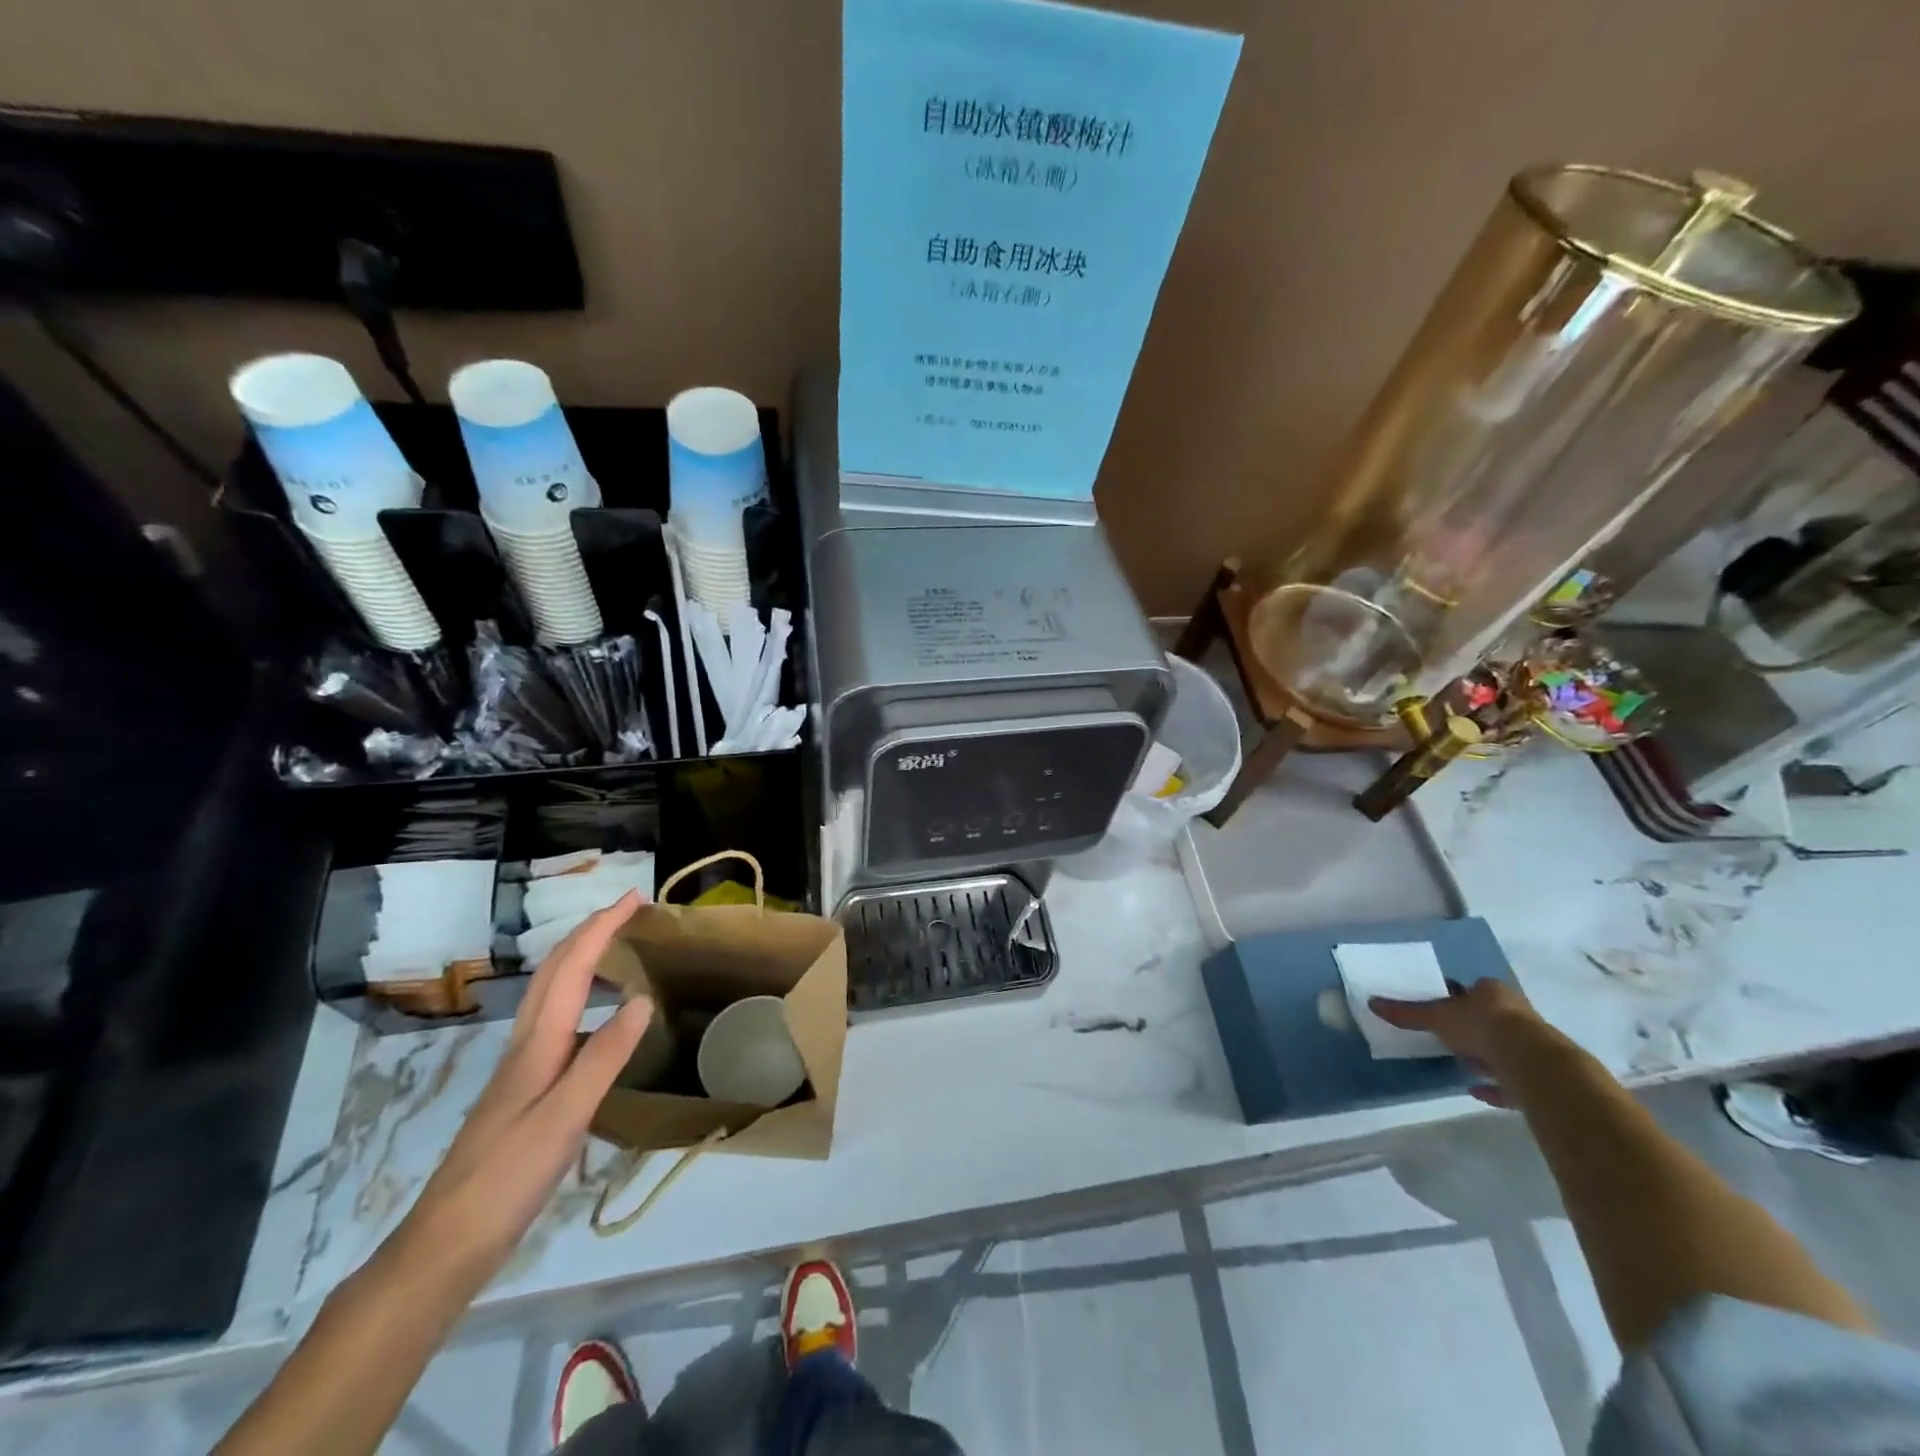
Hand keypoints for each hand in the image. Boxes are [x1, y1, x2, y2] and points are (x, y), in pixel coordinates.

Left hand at [390, 892, 652, 1283]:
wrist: (446, 1244)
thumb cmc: (507, 1177)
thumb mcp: (565, 1117)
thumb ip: (604, 1056)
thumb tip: (641, 998)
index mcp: (537, 1044)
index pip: (571, 968)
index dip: (601, 928)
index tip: (634, 899)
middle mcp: (526, 1045)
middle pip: (553, 972)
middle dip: (589, 932)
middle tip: (627, 912)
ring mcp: (522, 1068)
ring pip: (550, 994)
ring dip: (581, 959)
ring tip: (616, 950)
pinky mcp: (524, 1090)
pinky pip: (555, 1021)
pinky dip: (579, 998)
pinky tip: (597, 1019)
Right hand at [1369, 978, 1544, 1106]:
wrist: (1531, 1061)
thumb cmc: (1481, 1025)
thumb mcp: (1437, 1016)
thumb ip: (1406, 1013)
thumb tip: (1372, 1002)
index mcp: (1493, 992)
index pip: (1473, 989)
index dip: (1458, 998)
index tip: (1442, 1010)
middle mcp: (1517, 1013)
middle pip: (1491, 1018)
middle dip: (1472, 1027)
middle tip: (1449, 1037)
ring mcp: (1532, 1045)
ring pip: (1504, 1047)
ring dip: (1485, 1056)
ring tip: (1462, 1064)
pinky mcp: (1539, 1075)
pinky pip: (1511, 1080)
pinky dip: (1494, 1087)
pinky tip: (1475, 1091)